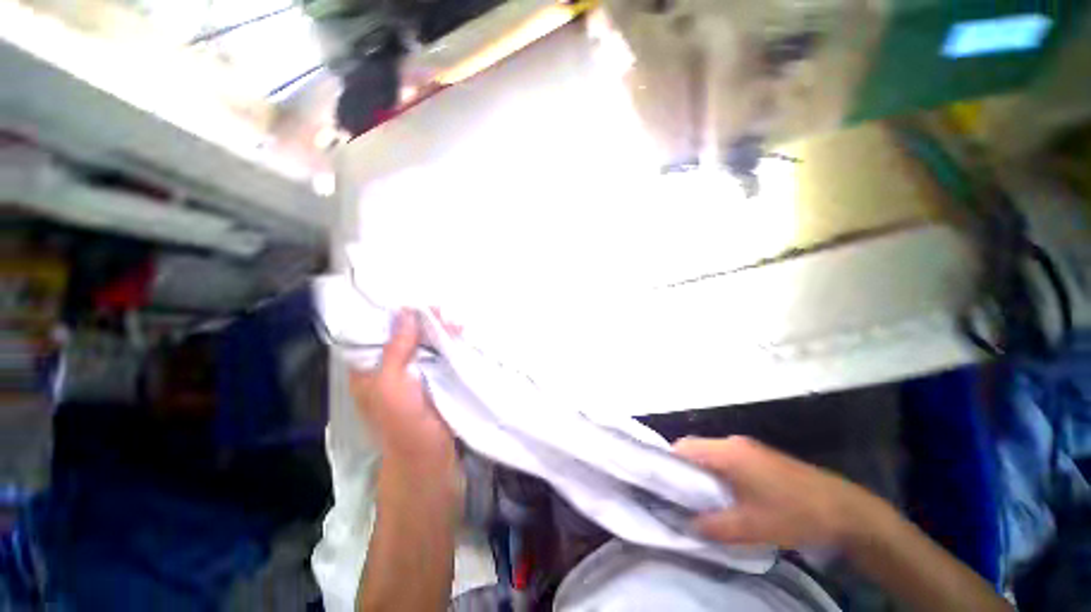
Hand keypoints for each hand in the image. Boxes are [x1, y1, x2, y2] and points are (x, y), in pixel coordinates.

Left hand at [350, 309, 457, 477]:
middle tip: (441, 312)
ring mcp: (414, 372)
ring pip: (425, 342)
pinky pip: (440, 353)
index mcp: (369, 368)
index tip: (415, 302)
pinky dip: (449, 341)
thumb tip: (405, 312)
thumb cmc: (401, 423)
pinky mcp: (435, 377)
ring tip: (455, 323)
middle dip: (422, 320)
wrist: (428, 456)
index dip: (393, 314)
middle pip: (404, 334)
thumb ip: (396, 349)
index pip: (375, 332)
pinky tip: (460, 333)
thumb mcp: (390, 385)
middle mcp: (390, 366)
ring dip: (439, 330)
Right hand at [674, 436, 886, 550]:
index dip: (668, 463)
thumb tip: (685, 524)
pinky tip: (726, 495)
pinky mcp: (758, 455)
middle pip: (694, 448)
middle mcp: (733, 442)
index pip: (683, 447)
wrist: (844, 509)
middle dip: (683, 470)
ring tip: (700, 499)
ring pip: (710, 453)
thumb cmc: (793, 514)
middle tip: (679, 497)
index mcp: (727, 452)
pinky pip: (725, 457)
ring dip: (701, 472)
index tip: (662, 485)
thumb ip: (713, 526)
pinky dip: (717, 472)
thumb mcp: (751, 527)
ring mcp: (747, 447)